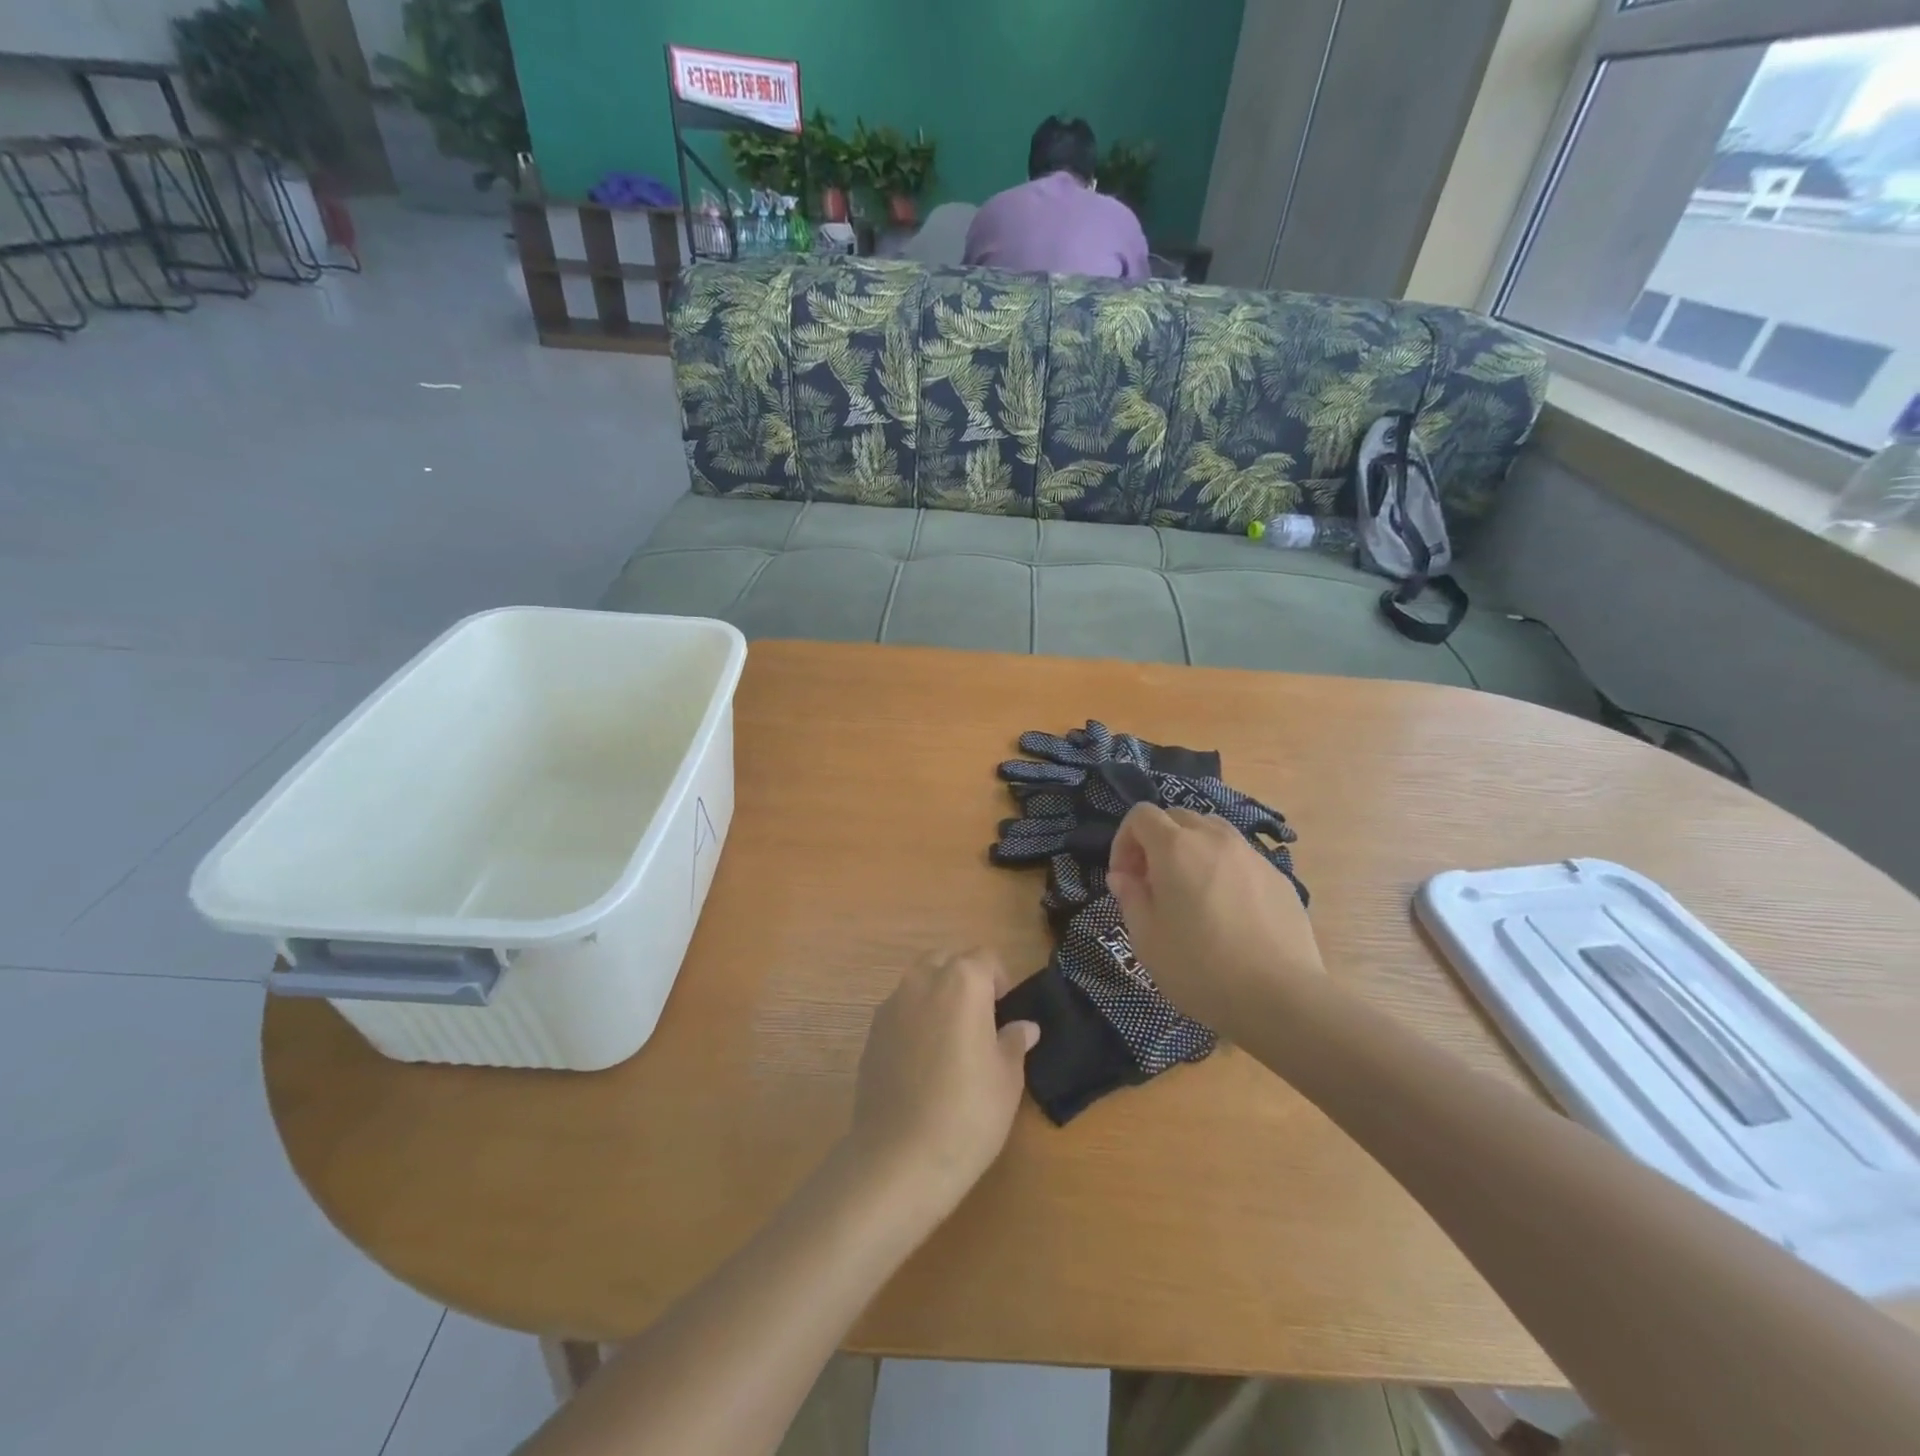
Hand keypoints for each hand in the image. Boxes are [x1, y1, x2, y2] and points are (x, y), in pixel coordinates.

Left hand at [845, 949, 1039, 1220]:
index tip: (1005, 1013)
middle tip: (981, 1021)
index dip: (1000, 981)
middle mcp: (923, 981)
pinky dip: (915, 1019)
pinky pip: (901, 1010)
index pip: (985, 958)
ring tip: (951, 1041)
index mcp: (962, 982)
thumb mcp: (1007, 1079)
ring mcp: (892, 1005)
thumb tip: (1023, 1028)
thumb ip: (1014, 1043)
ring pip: (920, 982)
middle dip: (965, 980)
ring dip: (938, 996)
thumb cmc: (967, 1112)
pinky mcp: (871, 1032)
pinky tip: (923, 1061)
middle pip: (948, 961)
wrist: (898, 1158)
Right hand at [1106, 805, 1323, 1038]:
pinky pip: (1241, 858)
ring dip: (1192, 850)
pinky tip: (1228, 912)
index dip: (1124, 841)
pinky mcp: (1279, 877)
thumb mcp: (1146, 938)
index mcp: (1176, 847)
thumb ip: (1130, 897)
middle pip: (1178, 817)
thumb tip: (1124, 876)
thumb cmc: (1200, 968)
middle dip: (1157, 841)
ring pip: (1213, 832)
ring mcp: (1252, 855)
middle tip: (1153, 883)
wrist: (1281, 997)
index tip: (1125, 878)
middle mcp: (1215, 838)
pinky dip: (1223, 869)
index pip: (1141, 815)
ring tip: (1191, 892)